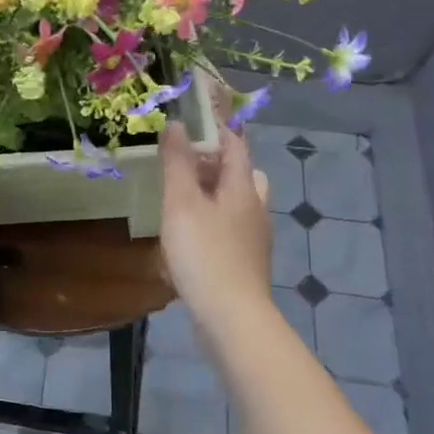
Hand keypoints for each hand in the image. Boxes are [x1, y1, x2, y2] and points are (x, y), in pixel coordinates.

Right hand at [159, 122, 273, 340]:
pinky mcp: (244, 262)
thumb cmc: (204, 254)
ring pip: (236, 203)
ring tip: (180, 200)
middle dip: (216, 162)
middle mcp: (255, 208)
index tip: (193, 114)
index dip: (217, 126)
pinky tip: (187, 237)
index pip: (235, 144)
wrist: (231, 318)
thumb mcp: (182, 204)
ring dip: (213, 194)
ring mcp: (253, 238)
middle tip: (185, 163)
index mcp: (243, 187)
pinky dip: (211, 222)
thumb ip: (178, 163)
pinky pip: (229, 229)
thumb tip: (177, 124)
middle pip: (242, 173)